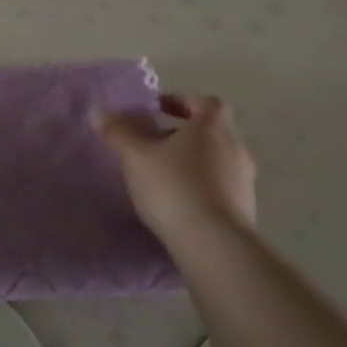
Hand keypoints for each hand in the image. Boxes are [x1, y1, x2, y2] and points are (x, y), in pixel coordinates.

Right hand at [94, 93, 256, 241]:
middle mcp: (235, 148)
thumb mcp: (136, 156)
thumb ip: (119, 131)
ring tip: (163, 177)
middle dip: (184, 135)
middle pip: (211, 132)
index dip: (182, 102)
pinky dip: (202, 188)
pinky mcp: (246, 210)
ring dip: (194, 163)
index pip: (205, 103)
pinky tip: (179, 204)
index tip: (158, 112)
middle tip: (154, 145)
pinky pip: (221, 188)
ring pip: (217, 161)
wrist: (214, 244)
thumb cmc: (174, 186)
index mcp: (212, 127)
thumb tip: (100, 112)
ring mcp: (245, 181)